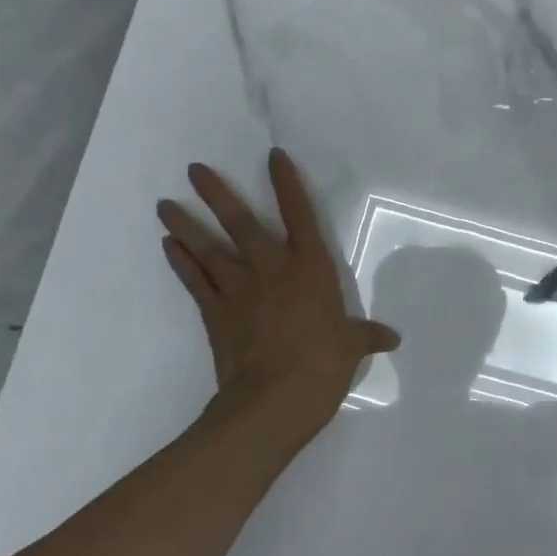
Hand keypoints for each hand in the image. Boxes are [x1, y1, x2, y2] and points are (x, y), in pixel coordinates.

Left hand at [158, 150, 399, 425]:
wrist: (275, 399)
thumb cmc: (323, 365)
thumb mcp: (351, 347)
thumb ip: (367, 336)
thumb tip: (392, 338)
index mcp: (310, 268)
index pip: (300, 215)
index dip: (287, 184)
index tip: (273, 156)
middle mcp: (271, 268)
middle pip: (240, 222)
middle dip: (216, 193)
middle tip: (194, 169)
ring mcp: (238, 288)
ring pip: (207, 247)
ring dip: (185, 224)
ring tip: (164, 205)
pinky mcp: (214, 312)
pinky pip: (194, 280)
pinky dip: (180, 262)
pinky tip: (167, 246)